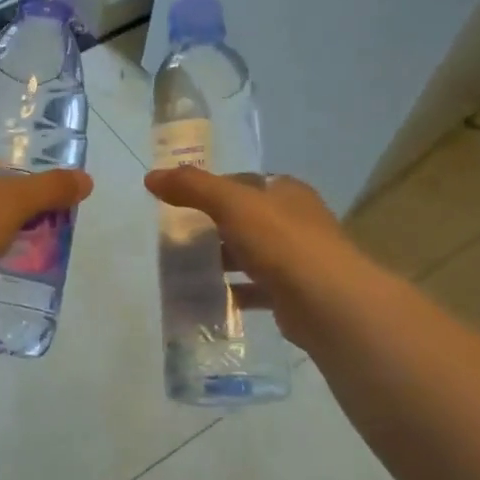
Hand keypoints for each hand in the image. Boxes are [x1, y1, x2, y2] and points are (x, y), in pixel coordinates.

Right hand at [142, 167, 360, 348]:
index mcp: (285, 192)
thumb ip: (192, 187)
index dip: (210, 189)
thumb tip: (151, 176)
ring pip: (248, 255)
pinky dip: (230, 292)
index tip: (178, 203)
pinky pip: (253, 289)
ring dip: (219, 261)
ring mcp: (295, 259)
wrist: (327, 303)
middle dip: (211, 228)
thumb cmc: (281, 242)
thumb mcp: (231, 204)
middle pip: (243, 219)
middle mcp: (294, 221)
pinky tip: (205, 298)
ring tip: (182, 269)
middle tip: (174, 239)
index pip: (242, 183)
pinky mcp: (291, 294)